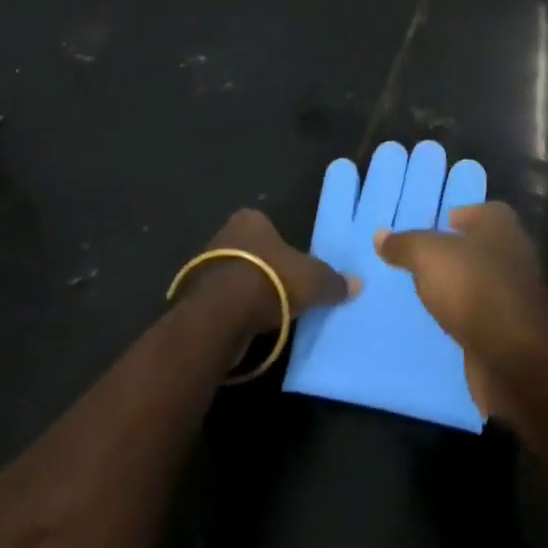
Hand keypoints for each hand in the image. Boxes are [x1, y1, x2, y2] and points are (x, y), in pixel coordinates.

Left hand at [188, 209, 358, 336]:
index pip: (268, 226)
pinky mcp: (191, 298)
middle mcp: (222, 235)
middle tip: (282, 291)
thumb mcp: (312, 280)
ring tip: (266, 314)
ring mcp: (202, 267)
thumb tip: (357, 283)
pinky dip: (230, 313)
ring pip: (232, 277)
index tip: (292, 267)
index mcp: (250, 219)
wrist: (220, 315)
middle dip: (263, 269)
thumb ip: (332, 280)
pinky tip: (245, 327)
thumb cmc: (269, 280)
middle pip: (249, 251)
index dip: (281, 246)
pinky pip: (218, 303)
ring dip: (245, 293)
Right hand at [374, 201, 547, 420]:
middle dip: (454, 253)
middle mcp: (514, 251)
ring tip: (427, 292)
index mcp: (500, 224)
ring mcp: (516, 291)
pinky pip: (483, 314)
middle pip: (479, 245)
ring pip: (481, 281)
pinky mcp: (513, 327)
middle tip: (421, 261)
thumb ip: (404, 244)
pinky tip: (444, 322)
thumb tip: (380, 235)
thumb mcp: (427, 256)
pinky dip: (467, 316)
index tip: (431, 229)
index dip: (456, 216)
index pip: (478, 210)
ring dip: (460, 287)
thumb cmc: (473, 286)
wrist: (513, 354)